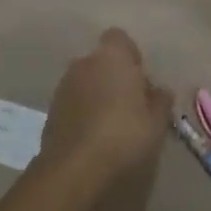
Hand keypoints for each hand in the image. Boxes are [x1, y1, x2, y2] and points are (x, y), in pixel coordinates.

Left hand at [38, 29, 172, 191]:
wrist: (74, 172)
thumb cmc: (124, 137)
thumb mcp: (157, 123)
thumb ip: (161, 101)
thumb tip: (160, 92)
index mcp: (111, 57)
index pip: (120, 39)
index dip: (131, 56)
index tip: (141, 80)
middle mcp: (83, 64)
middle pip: (101, 62)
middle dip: (113, 77)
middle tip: (130, 105)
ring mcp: (62, 88)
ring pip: (85, 83)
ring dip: (96, 95)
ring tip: (112, 125)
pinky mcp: (49, 113)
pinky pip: (73, 104)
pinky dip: (82, 114)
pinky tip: (94, 139)